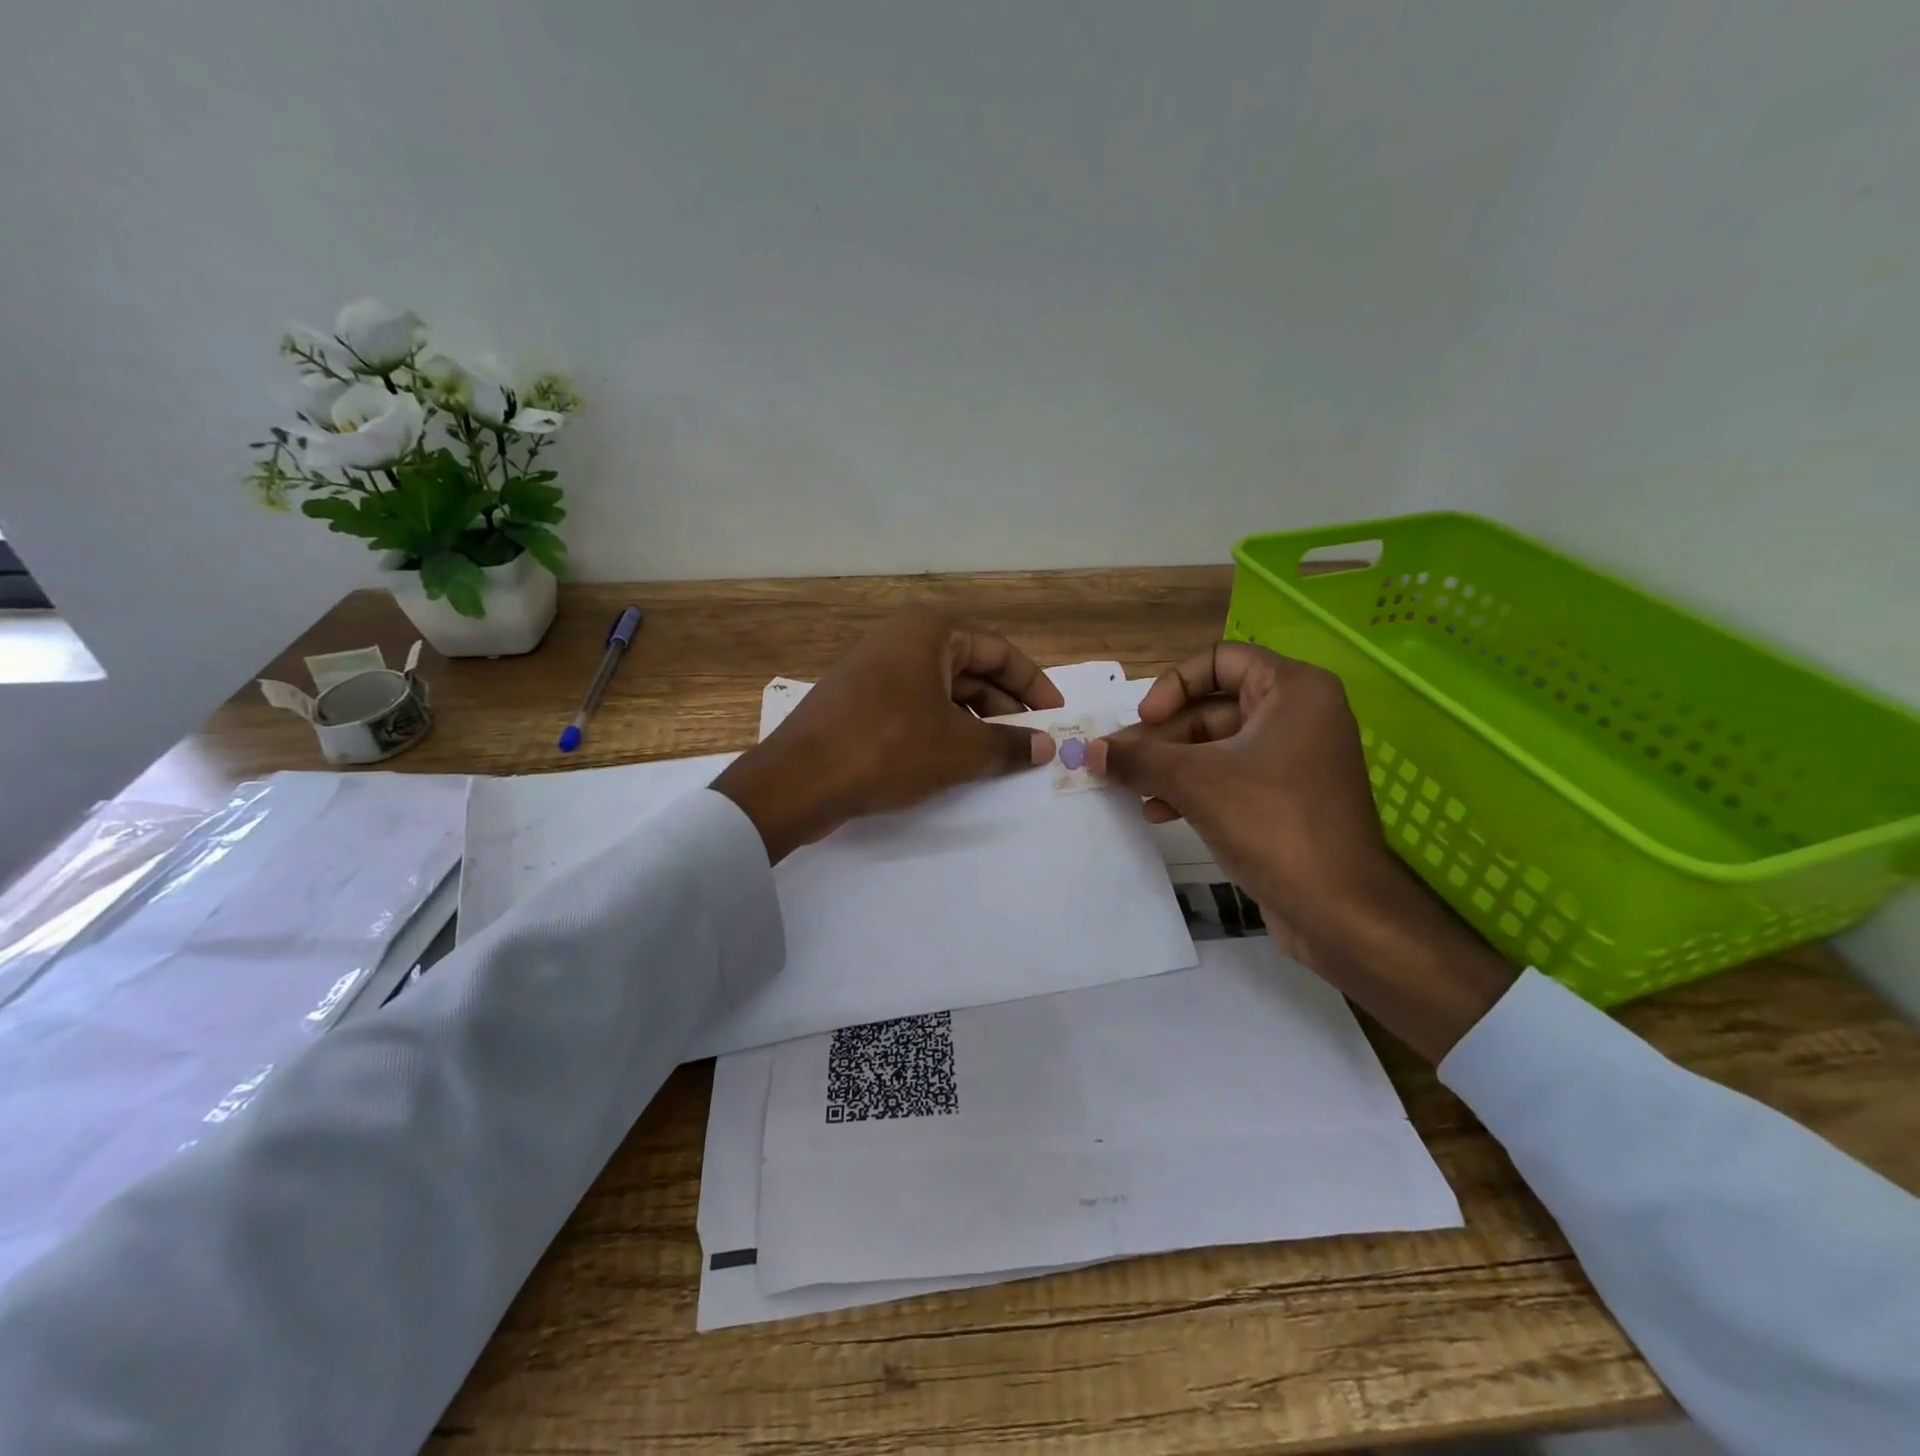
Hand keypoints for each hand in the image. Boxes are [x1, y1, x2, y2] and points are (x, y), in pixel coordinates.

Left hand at [713, 605, 1062, 862]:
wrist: (799, 779)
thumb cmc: (888, 748)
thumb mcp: (959, 749)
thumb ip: (1008, 745)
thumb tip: (1045, 747)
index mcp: (930, 630)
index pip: (1000, 651)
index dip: (1034, 685)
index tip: (1057, 715)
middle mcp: (902, 638)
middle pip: (971, 669)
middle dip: (1005, 707)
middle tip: (1033, 743)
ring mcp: (876, 668)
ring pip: (943, 691)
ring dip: (976, 722)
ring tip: (1001, 757)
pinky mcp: (859, 699)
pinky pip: (916, 706)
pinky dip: (943, 728)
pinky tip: (958, 761)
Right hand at [1090, 642, 1515, 1063]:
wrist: (1338, 909)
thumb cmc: (1272, 823)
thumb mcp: (1195, 781)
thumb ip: (1138, 759)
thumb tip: (1089, 750)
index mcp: (1292, 690)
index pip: (1219, 659)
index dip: (1174, 685)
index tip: (1146, 722)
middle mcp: (1298, 715)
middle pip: (1211, 706)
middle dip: (1161, 736)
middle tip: (1119, 761)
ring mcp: (1293, 759)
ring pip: (1215, 745)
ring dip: (1169, 765)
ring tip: (1131, 789)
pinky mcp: (1284, 798)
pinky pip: (1228, 777)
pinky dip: (1192, 788)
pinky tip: (1158, 812)